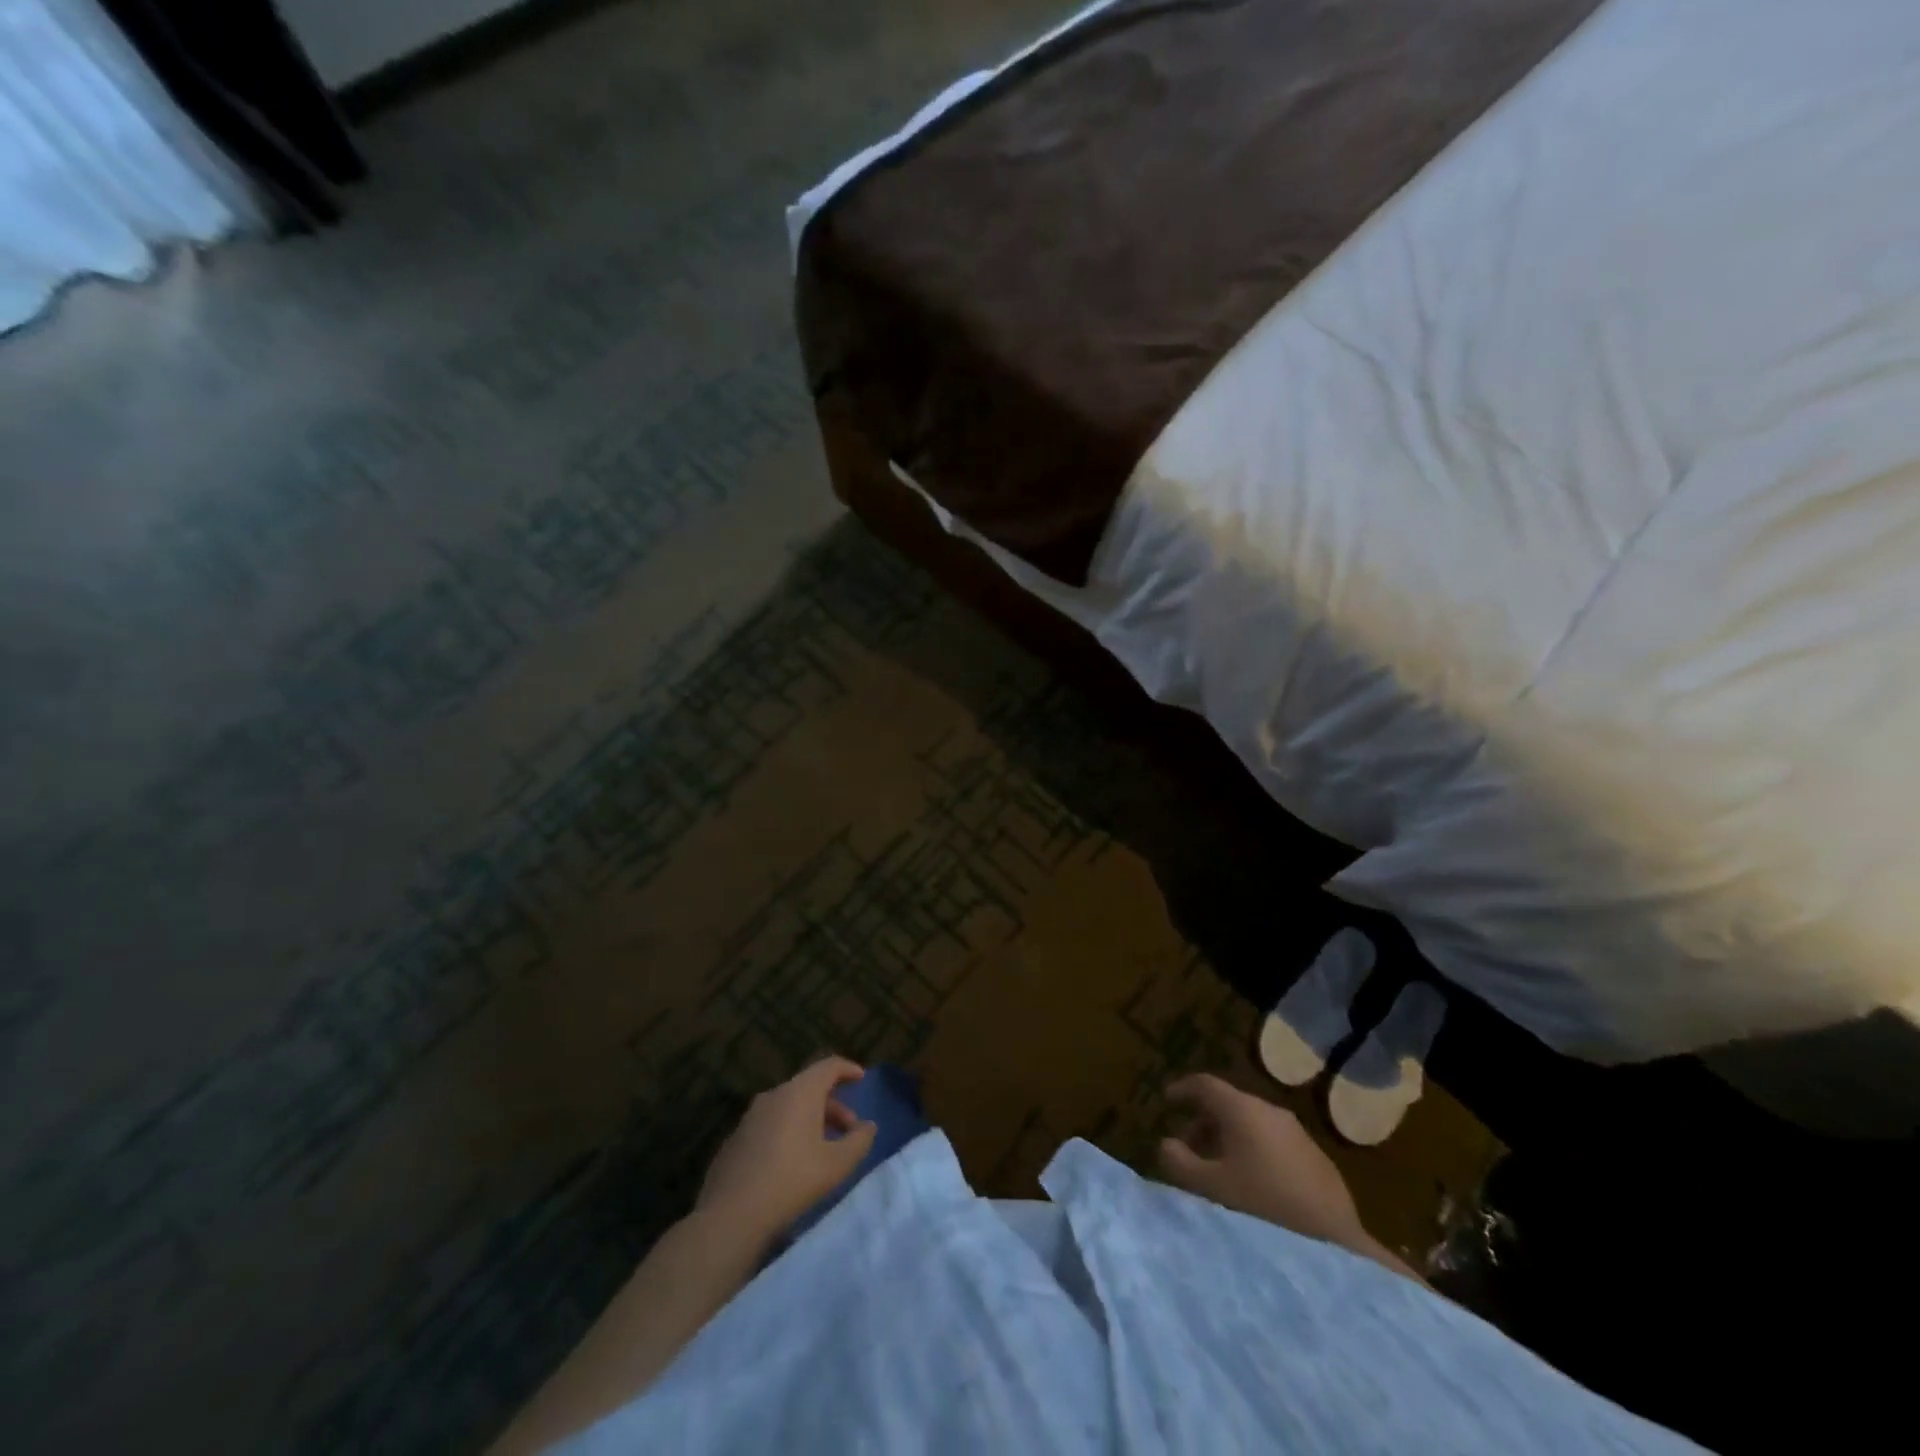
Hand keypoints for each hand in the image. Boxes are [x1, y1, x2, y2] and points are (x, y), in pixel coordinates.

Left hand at [696, 1057, 877, 1247]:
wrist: (731, 1215)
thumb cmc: (792, 1181)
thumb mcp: (836, 1164)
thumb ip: (858, 1141)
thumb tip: (869, 1126)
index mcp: (799, 1092)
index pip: (828, 1066)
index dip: (847, 1069)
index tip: (861, 1079)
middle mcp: (774, 1095)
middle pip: (809, 1088)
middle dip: (833, 1104)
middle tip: (849, 1129)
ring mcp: (751, 1116)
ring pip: (789, 1106)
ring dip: (811, 1119)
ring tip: (823, 1147)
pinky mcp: (736, 1138)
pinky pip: (770, 1124)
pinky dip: (788, 1131)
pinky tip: (792, 1162)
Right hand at [1158, 1074, 1367, 1251]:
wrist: (1334, 1243)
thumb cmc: (1262, 1207)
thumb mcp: (1211, 1187)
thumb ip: (1180, 1163)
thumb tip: (1166, 1144)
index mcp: (1242, 1109)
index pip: (1205, 1084)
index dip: (1182, 1089)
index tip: (1167, 1101)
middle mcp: (1270, 1111)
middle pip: (1228, 1105)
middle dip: (1204, 1123)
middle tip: (1188, 1150)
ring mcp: (1297, 1134)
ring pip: (1252, 1125)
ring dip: (1229, 1140)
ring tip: (1219, 1172)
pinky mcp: (1316, 1159)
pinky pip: (1274, 1143)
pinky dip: (1254, 1153)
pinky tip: (1254, 1186)